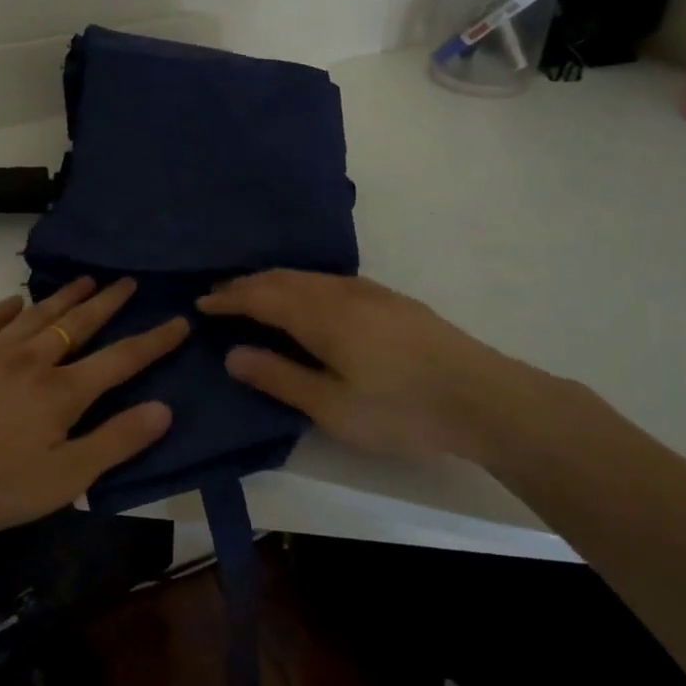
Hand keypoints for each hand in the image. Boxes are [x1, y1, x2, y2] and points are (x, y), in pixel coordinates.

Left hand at [0, 277, 187, 539]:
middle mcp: (32, 360)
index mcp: (62, 392)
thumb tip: (164, 408)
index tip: (179, 320)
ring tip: (85, 280)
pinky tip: (14, 300)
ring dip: (63, 296)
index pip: (120, 359)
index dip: (154, 341)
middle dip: (108, 302)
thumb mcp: (64, 478)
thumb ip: (115, 442)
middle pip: (78, 324)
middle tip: (128, 281)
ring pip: (36, 315)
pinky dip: (4, 308)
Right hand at [197, 270, 546, 467]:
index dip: (228, 298)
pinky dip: (300, 283)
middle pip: (281, 278)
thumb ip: (280, 378)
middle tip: (219, 295)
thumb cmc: (401, 409)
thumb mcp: (332, 407)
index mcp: (320, 315)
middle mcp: (339, 292)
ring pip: (307, 276)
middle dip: (246, 284)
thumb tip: (233, 354)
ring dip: (273, 281)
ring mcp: (368, 291)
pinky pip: (328, 279)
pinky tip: (306, 299)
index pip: (260, 296)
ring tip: (253, 295)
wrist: (485, 397)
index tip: (201, 302)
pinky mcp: (389, 299)